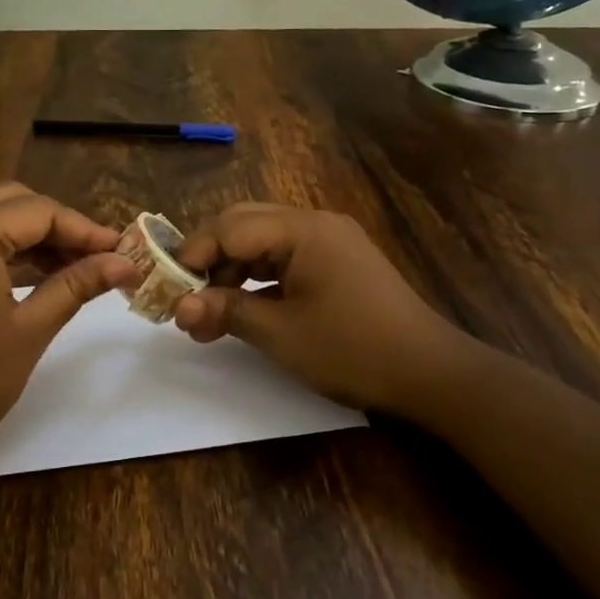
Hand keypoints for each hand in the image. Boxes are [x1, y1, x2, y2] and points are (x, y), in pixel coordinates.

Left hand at [0, 183, 137, 476]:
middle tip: (98, 257)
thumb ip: (78, 284)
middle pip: (12, 202)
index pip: (39, 212)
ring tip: (75, 267)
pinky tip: (36, 274)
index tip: (122, 251)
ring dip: (31, 235)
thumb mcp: (31, 329)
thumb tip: (127, 263)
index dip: (84, 229)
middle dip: (58, 226)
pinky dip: (3, 249)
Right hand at [173, 203, 471, 417]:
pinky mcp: (337, 264)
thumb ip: (226, 310)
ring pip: (262, 244)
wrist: (430, 374)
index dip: (193, 255)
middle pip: (244, 225)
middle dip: (209, 260)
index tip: (168, 290)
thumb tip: (179, 306)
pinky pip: (285, 260)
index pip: (230, 227)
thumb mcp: (280, 333)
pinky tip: (241, 311)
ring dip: (231, 274)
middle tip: (185, 297)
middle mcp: (315, 224)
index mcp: (303, 230)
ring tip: (207, 316)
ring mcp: (330, 243)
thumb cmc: (352, 348)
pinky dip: (258, 282)